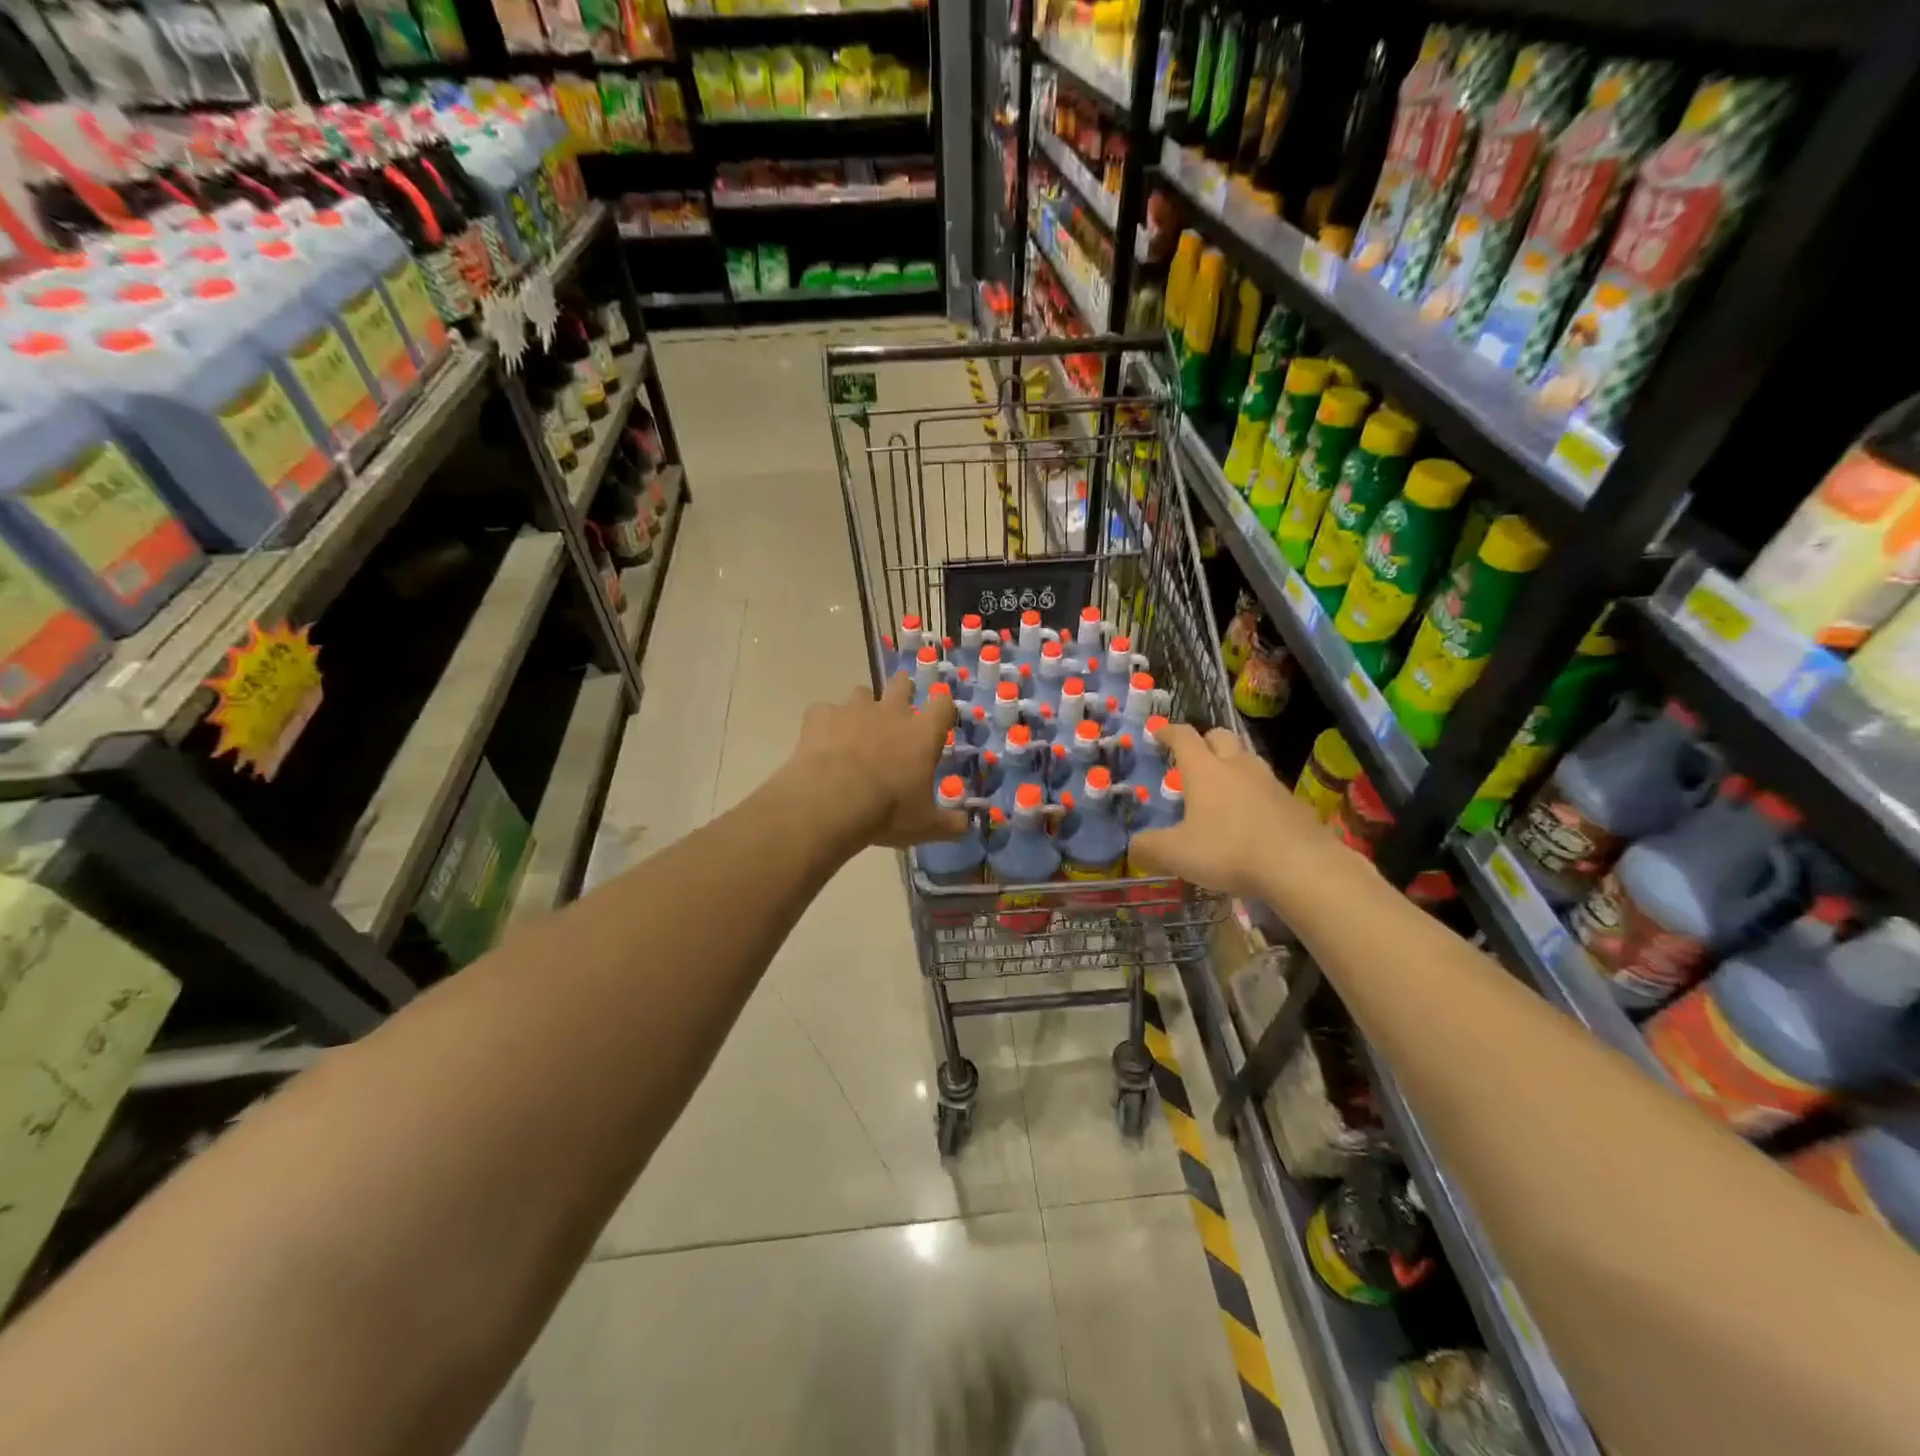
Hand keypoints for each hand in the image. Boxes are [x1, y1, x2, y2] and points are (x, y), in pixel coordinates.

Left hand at [788, 677, 967, 848]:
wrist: (831, 802)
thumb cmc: (887, 811)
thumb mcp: (926, 825)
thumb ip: (950, 824)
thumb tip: (967, 826)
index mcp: (922, 733)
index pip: (943, 704)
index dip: (943, 708)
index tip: (939, 719)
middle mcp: (891, 712)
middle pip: (902, 684)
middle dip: (902, 693)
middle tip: (897, 714)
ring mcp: (854, 710)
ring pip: (861, 693)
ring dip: (862, 708)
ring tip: (855, 731)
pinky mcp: (821, 715)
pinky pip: (823, 711)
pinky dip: (825, 723)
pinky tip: (822, 742)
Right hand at [1128, 723, 1327, 901]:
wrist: (1301, 866)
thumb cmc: (1229, 851)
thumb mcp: (1176, 854)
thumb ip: (1149, 848)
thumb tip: (1133, 847)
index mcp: (1204, 770)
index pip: (1183, 737)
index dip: (1168, 731)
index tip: (1158, 732)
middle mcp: (1237, 766)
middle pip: (1221, 736)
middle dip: (1205, 740)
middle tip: (1193, 757)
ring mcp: (1269, 782)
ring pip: (1247, 759)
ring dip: (1232, 765)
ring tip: (1221, 787)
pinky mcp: (1293, 803)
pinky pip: (1267, 788)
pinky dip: (1254, 793)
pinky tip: (1250, 817)